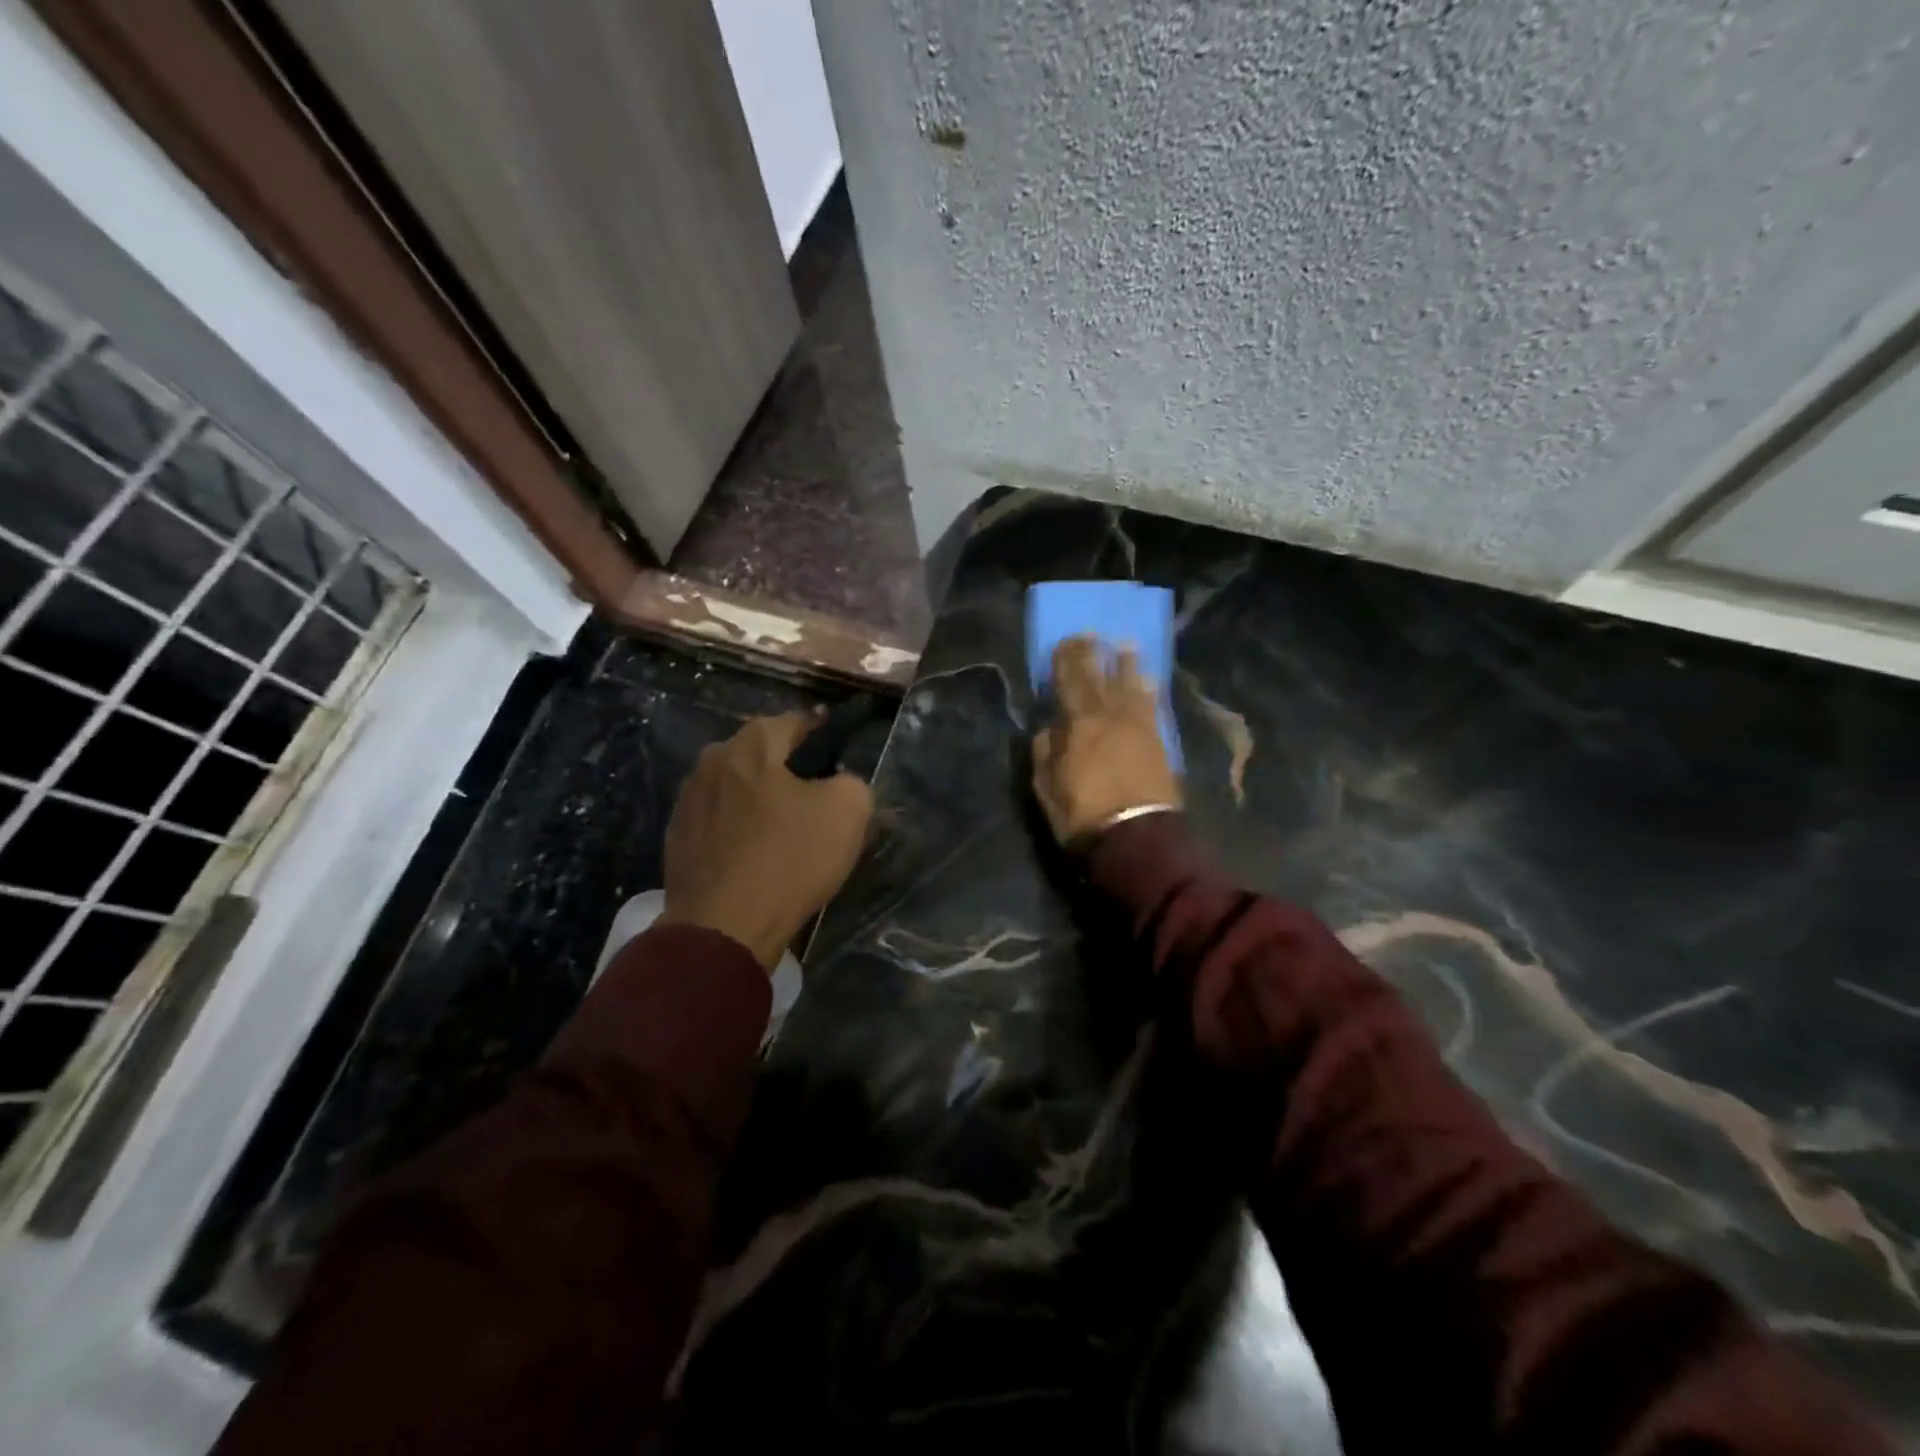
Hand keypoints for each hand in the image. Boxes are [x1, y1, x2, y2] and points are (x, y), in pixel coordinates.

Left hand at [659, 711, 873, 968]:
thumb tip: (839, 782)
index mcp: (751, 746)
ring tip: (781, 828)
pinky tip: (752, 855)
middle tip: (813, 796)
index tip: (837, 754)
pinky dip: (735, 829)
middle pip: (759, 754)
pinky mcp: (675, 839)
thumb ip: (851, 781)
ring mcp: (687, 801)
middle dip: (785, 768)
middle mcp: (712, 762)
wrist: (724, 928)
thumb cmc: (789, 859)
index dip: (820, 734)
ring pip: (734, 787)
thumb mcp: (848, 812)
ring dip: (757, 799)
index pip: (793, 722)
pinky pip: (716, 821)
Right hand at [1031, 635, 1180, 846]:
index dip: (1066, 659)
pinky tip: (1149, 678)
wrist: (1136, 839)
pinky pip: (1153, 705)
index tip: (1065, 640)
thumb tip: (1048, 728)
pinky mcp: (1158, 740)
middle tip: (1092, 634)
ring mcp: (1138, 726)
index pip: (1069, 681)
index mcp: (1078, 724)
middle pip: (1100, 677)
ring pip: (1131, 686)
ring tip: (1126, 645)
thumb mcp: (1047, 787)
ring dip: (1127, 664)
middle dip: (1094, 654)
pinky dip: (1149, 688)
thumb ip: (1044, 752)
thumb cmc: (1083, 815)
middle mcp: (1110, 716)